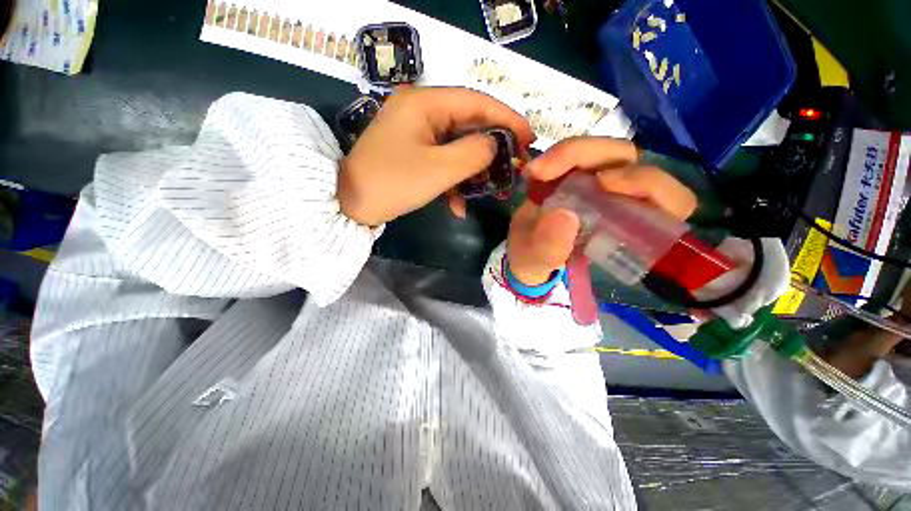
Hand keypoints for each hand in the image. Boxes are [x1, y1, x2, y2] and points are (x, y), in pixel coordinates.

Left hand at [338, 87, 534, 225]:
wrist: (350, 204)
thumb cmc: (393, 184)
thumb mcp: (438, 170)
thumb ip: (473, 153)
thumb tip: (495, 144)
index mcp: (424, 103)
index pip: (476, 102)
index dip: (506, 118)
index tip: (529, 137)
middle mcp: (421, 111)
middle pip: (468, 124)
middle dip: (492, 149)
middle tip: (515, 166)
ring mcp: (416, 133)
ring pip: (457, 146)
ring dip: (473, 171)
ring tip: (492, 191)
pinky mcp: (414, 152)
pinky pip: (442, 161)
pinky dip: (453, 181)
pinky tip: (457, 205)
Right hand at [507, 137, 696, 285]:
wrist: (519, 250)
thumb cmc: (535, 262)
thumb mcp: (538, 263)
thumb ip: (550, 250)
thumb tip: (566, 216)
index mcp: (627, 230)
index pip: (670, 201)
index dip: (647, 184)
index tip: (602, 183)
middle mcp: (620, 202)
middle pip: (631, 162)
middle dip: (592, 155)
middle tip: (547, 170)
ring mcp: (598, 185)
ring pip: (605, 151)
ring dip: (570, 153)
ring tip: (536, 172)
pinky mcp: (577, 174)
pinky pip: (578, 153)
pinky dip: (557, 156)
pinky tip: (534, 172)